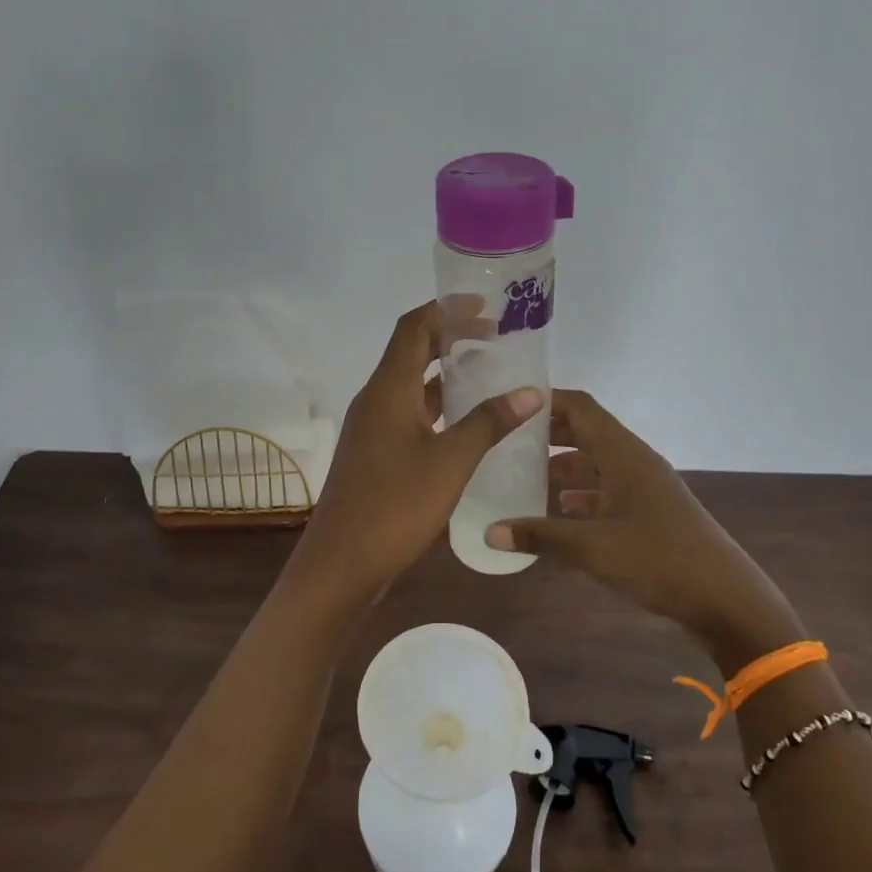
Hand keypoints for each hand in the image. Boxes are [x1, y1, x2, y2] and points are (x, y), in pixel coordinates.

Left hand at [289, 301, 541, 601]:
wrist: (340, 565)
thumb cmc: (394, 507)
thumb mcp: (450, 462)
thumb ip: (489, 423)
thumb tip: (531, 391)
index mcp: (388, 390)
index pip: (414, 328)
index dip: (446, 310)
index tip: (485, 307)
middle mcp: (375, 400)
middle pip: (412, 352)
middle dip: (451, 338)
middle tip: (496, 338)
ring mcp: (372, 428)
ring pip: (411, 386)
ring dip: (445, 374)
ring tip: (489, 373)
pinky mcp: (375, 454)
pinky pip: (409, 414)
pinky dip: (438, 407)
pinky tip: (467, 423)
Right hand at [485, 390, 803, 661]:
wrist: (726, 599)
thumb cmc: (659, 560)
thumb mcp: (592, 548)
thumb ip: (539, 536)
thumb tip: (489, 532)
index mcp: (623, 454)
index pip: (580, 407)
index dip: (545, 401)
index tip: (508, 404)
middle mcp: (634, 461)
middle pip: (586, 433)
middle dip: (547, 436)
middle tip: (505, 443)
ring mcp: (644, 488)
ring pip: (595, 464)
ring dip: (562, 468)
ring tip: (521, 480)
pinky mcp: (650, 513)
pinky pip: (606, 491)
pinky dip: (580, 496)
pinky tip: (557, 515)